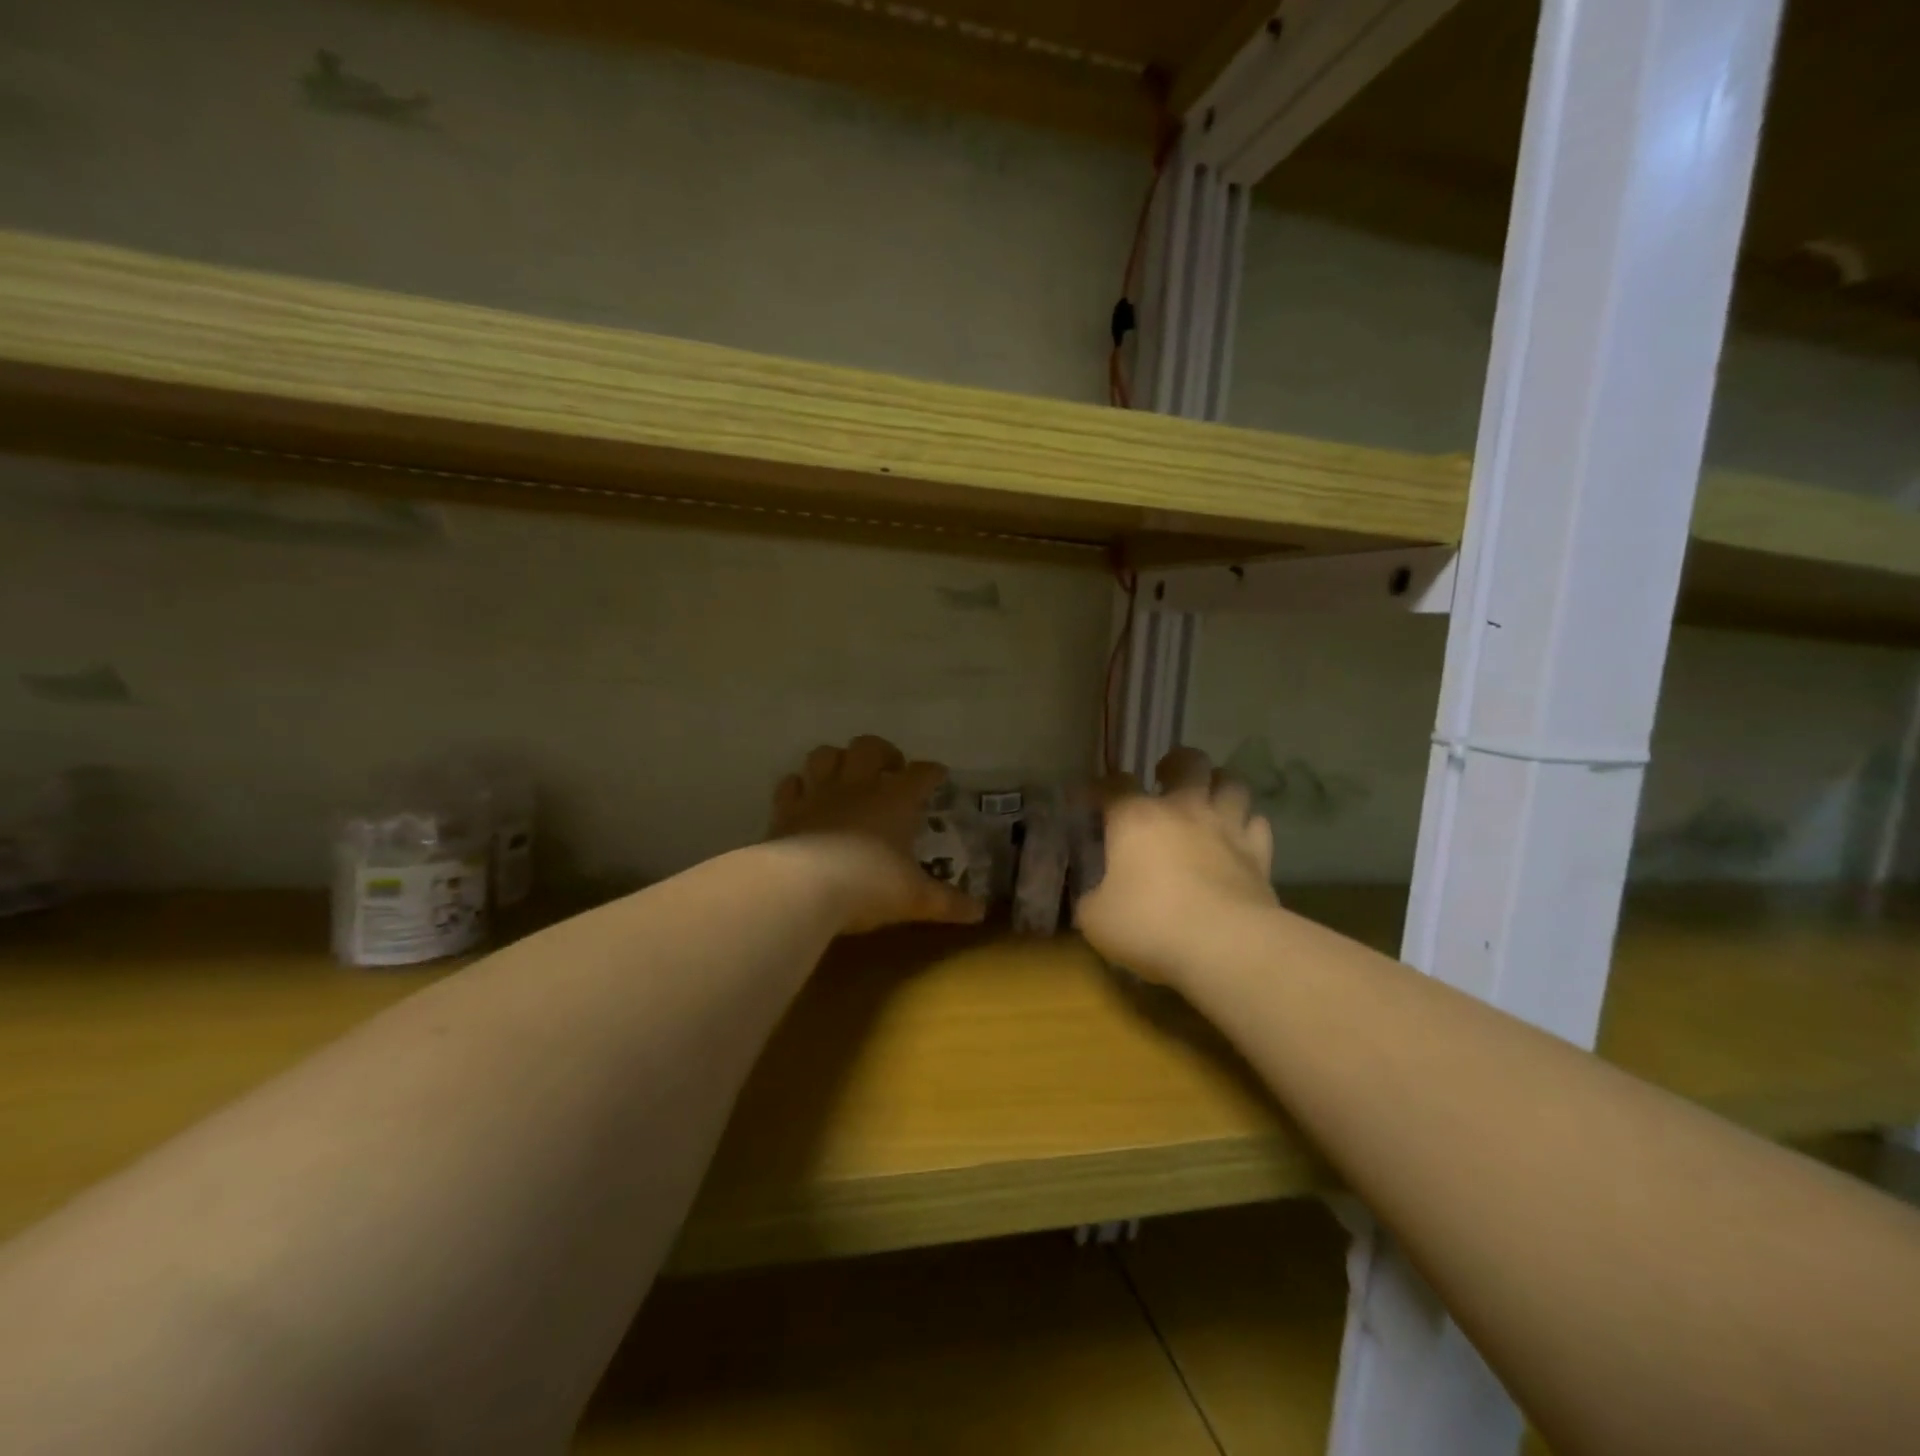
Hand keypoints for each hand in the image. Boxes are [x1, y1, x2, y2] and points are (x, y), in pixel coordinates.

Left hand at [769, 736, 984, 933]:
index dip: (932, 772)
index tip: (938, 776)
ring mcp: (818, 794)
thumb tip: (979, 913)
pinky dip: (798, 787)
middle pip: (870, 746)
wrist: (804, 887)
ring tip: (845, 776)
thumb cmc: (870, 885)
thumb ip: (947, 903)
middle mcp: (858, 785)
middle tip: (889, 771)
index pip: (921, 773)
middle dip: (882, 752)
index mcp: (896, 799)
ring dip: (836, 760)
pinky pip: (790, 785)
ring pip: (825, 755)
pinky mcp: (786, 810)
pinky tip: (804, 798)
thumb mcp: (915, 898)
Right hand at [1075, 747, 1276, 987]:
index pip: (1114, 783)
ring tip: (1208, 800)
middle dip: (1176, 764)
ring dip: (1219, 786)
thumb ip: (1091, 899)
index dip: (1100, 788)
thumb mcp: (1096, 919)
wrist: (1225, 946)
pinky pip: (1257, 824)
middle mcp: (1183, 810)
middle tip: (1165, 780)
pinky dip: (1247, 825)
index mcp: (1135, 818)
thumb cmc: (1150, 925)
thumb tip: (1093, 896)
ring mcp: (1226, 828)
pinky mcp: (1259, 855)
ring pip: (1232, 783)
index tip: (1092, 801)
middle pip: (1188, 762)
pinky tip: (1238, 838)